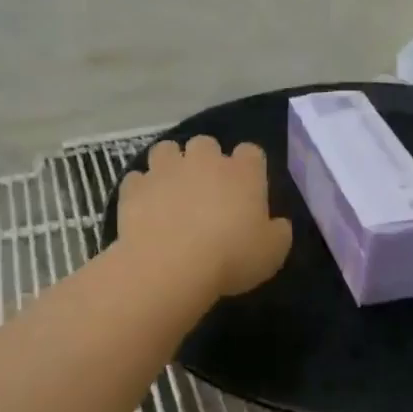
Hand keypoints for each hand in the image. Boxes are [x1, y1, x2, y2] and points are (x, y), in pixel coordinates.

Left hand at [117, 136, 292, 297]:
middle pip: (206, 143)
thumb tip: (277, 224)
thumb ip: (278, 232)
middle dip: (206, 160)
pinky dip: (142, 189)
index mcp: (243, 172)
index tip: (248, 189)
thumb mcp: (273, 253)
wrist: (170, 268)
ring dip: (171, 164)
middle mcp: (204, 161)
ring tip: (172, 190)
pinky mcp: (134, 188)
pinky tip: (145, 207)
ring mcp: (165, 170)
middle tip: (207, 190)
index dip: (249, 167)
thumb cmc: (231, 258)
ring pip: (166, 150)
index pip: (251, 152)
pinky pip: (137, 179)